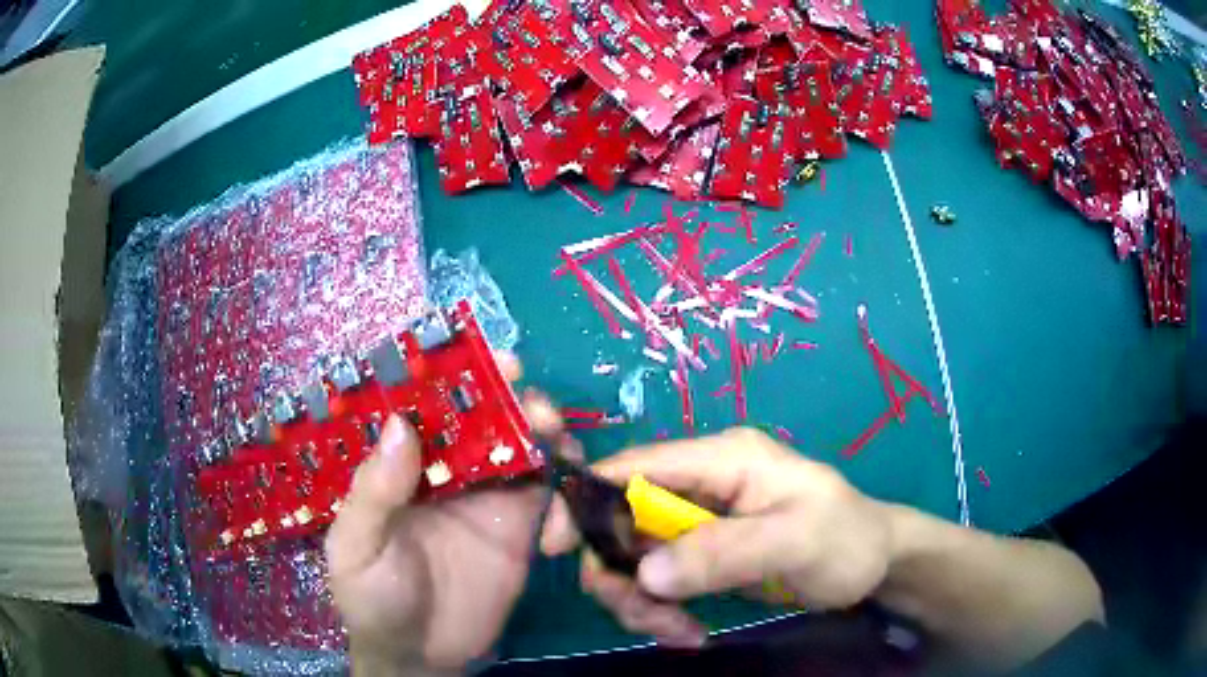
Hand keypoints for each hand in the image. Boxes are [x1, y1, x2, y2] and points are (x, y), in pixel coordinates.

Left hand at [325, 355, 552, 674]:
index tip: (483, 359)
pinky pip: (549, 496)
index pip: (426, 407)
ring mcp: (486, 497)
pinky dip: (564, 494)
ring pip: (521, 447)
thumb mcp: (357, 547)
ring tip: (556, 442)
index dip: (453, 377)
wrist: (422, 656)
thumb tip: (399, 425)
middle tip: (534, 403)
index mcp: (401, 466)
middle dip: (512, 398)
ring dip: (545, 434)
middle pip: (483, 417)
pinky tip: (558, 527)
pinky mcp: (519, 529)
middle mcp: (446, 470)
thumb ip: (374, 493)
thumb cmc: (373, 598)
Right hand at [541, 427, 893, 647]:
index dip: (585, 500)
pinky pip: (658, 581)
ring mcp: (700, 522)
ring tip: (680, 633)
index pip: (632, 466)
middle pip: (622, 521)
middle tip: (652, 619)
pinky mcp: (703, 555)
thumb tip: (645, 573)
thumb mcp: (796, 540)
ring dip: (642, 601)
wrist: (874, 563)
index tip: (557, 550)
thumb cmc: (846, 539)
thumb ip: (723, 552)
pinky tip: (690, 632)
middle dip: (621, 574)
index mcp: (721, 459)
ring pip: (634, 558)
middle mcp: (702, 484)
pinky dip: (661, 610)